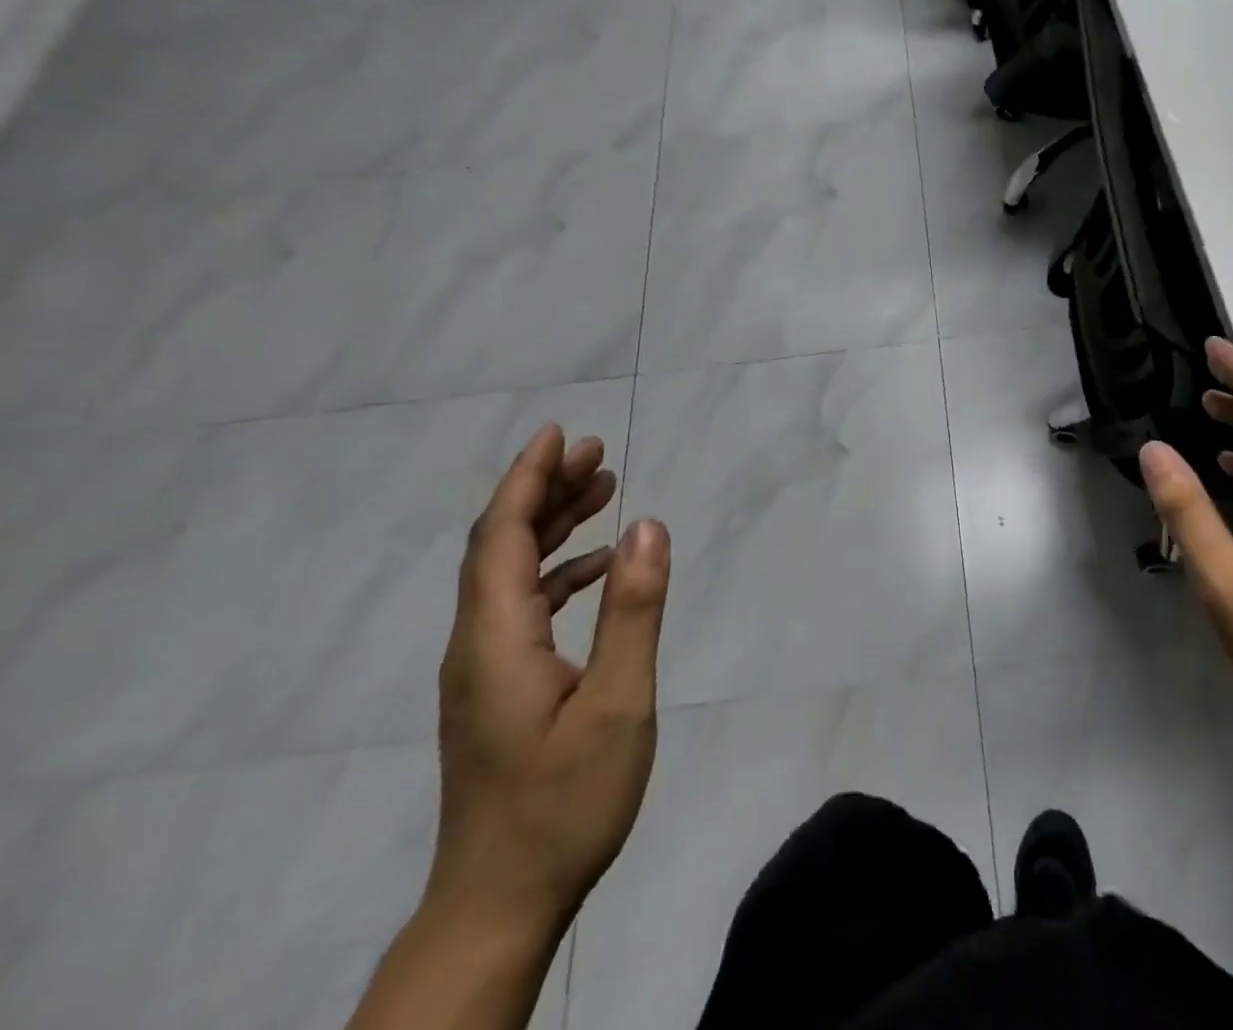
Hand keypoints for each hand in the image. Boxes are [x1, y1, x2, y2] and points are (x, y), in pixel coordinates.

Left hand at [429, 424, 671, 938]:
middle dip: (544, 492)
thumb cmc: (564, 803)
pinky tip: (597, 569)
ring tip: (602, 492)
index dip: (527, 479)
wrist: (499, 905)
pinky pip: (522, 607)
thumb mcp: (618, 703)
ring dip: (551, 528)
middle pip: (500, 547)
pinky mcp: (497, 690)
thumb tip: (648, 525)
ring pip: (510, 575)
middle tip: (596, 453)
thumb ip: (633, 610)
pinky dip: (557, 572)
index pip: (500, 537)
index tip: (558, 434)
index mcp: (496, 639)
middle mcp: (477, 645)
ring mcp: (483, 670)